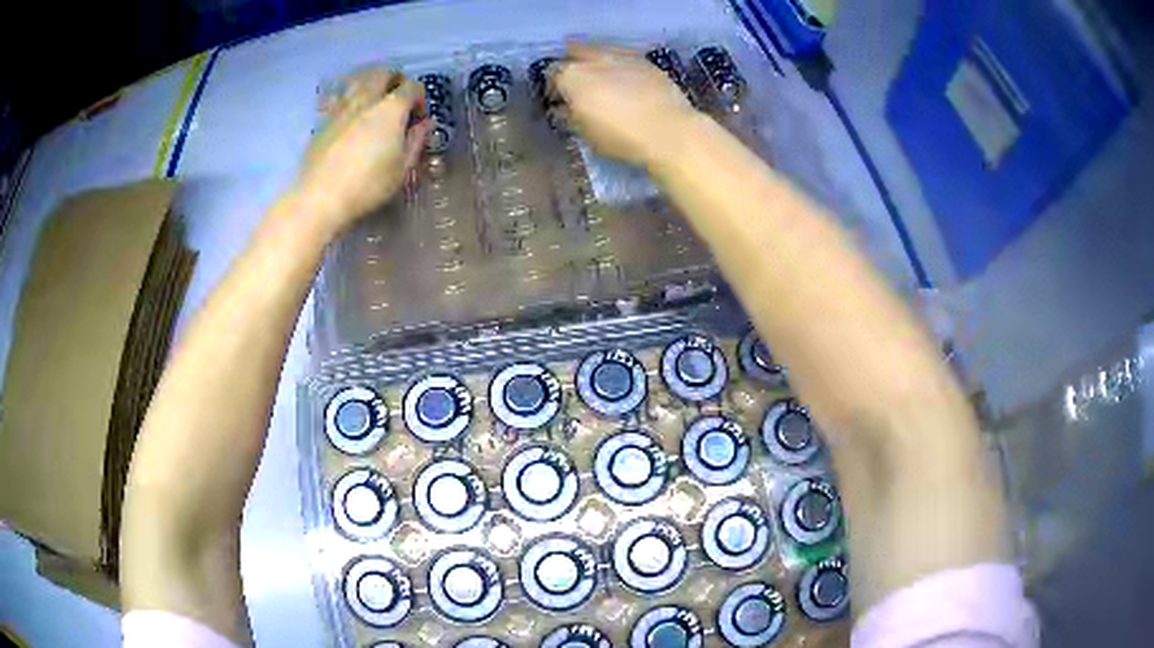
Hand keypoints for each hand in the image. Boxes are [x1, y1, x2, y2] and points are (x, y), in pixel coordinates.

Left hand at [295, 67, 430, 233]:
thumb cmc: (368, 185)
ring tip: (374, 104)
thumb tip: (425, 124)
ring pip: (359, 80)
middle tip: (398, 100)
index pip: (413, 86)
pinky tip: (351, 118)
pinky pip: (339, 99)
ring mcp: (342, 108)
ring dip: (371, 85)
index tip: (418, 119)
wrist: (320, 197)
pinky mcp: (323, 120)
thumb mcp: (402, 168)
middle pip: (383, 73)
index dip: (420, 99)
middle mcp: (366, 100)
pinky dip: (350, 100)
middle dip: (395, 80)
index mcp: (391, 108)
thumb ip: (416, 141)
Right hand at [552, 43, 698, 165]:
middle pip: (575, 52)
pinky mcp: (646, 61)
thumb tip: (563, 110)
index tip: (559, 100)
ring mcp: (621, 56)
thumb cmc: (622, 138)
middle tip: (579, 82)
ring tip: (602, 77)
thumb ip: (570, 117)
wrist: (670, 131)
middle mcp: (594, 59)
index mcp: (572, 77)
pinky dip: (620, 65)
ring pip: (600, 50)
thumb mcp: (587, 134)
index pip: (552, 74)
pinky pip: (624, 57)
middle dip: (574, 63)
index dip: (554, 87)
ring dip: (597, 60)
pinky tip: (626, 79)